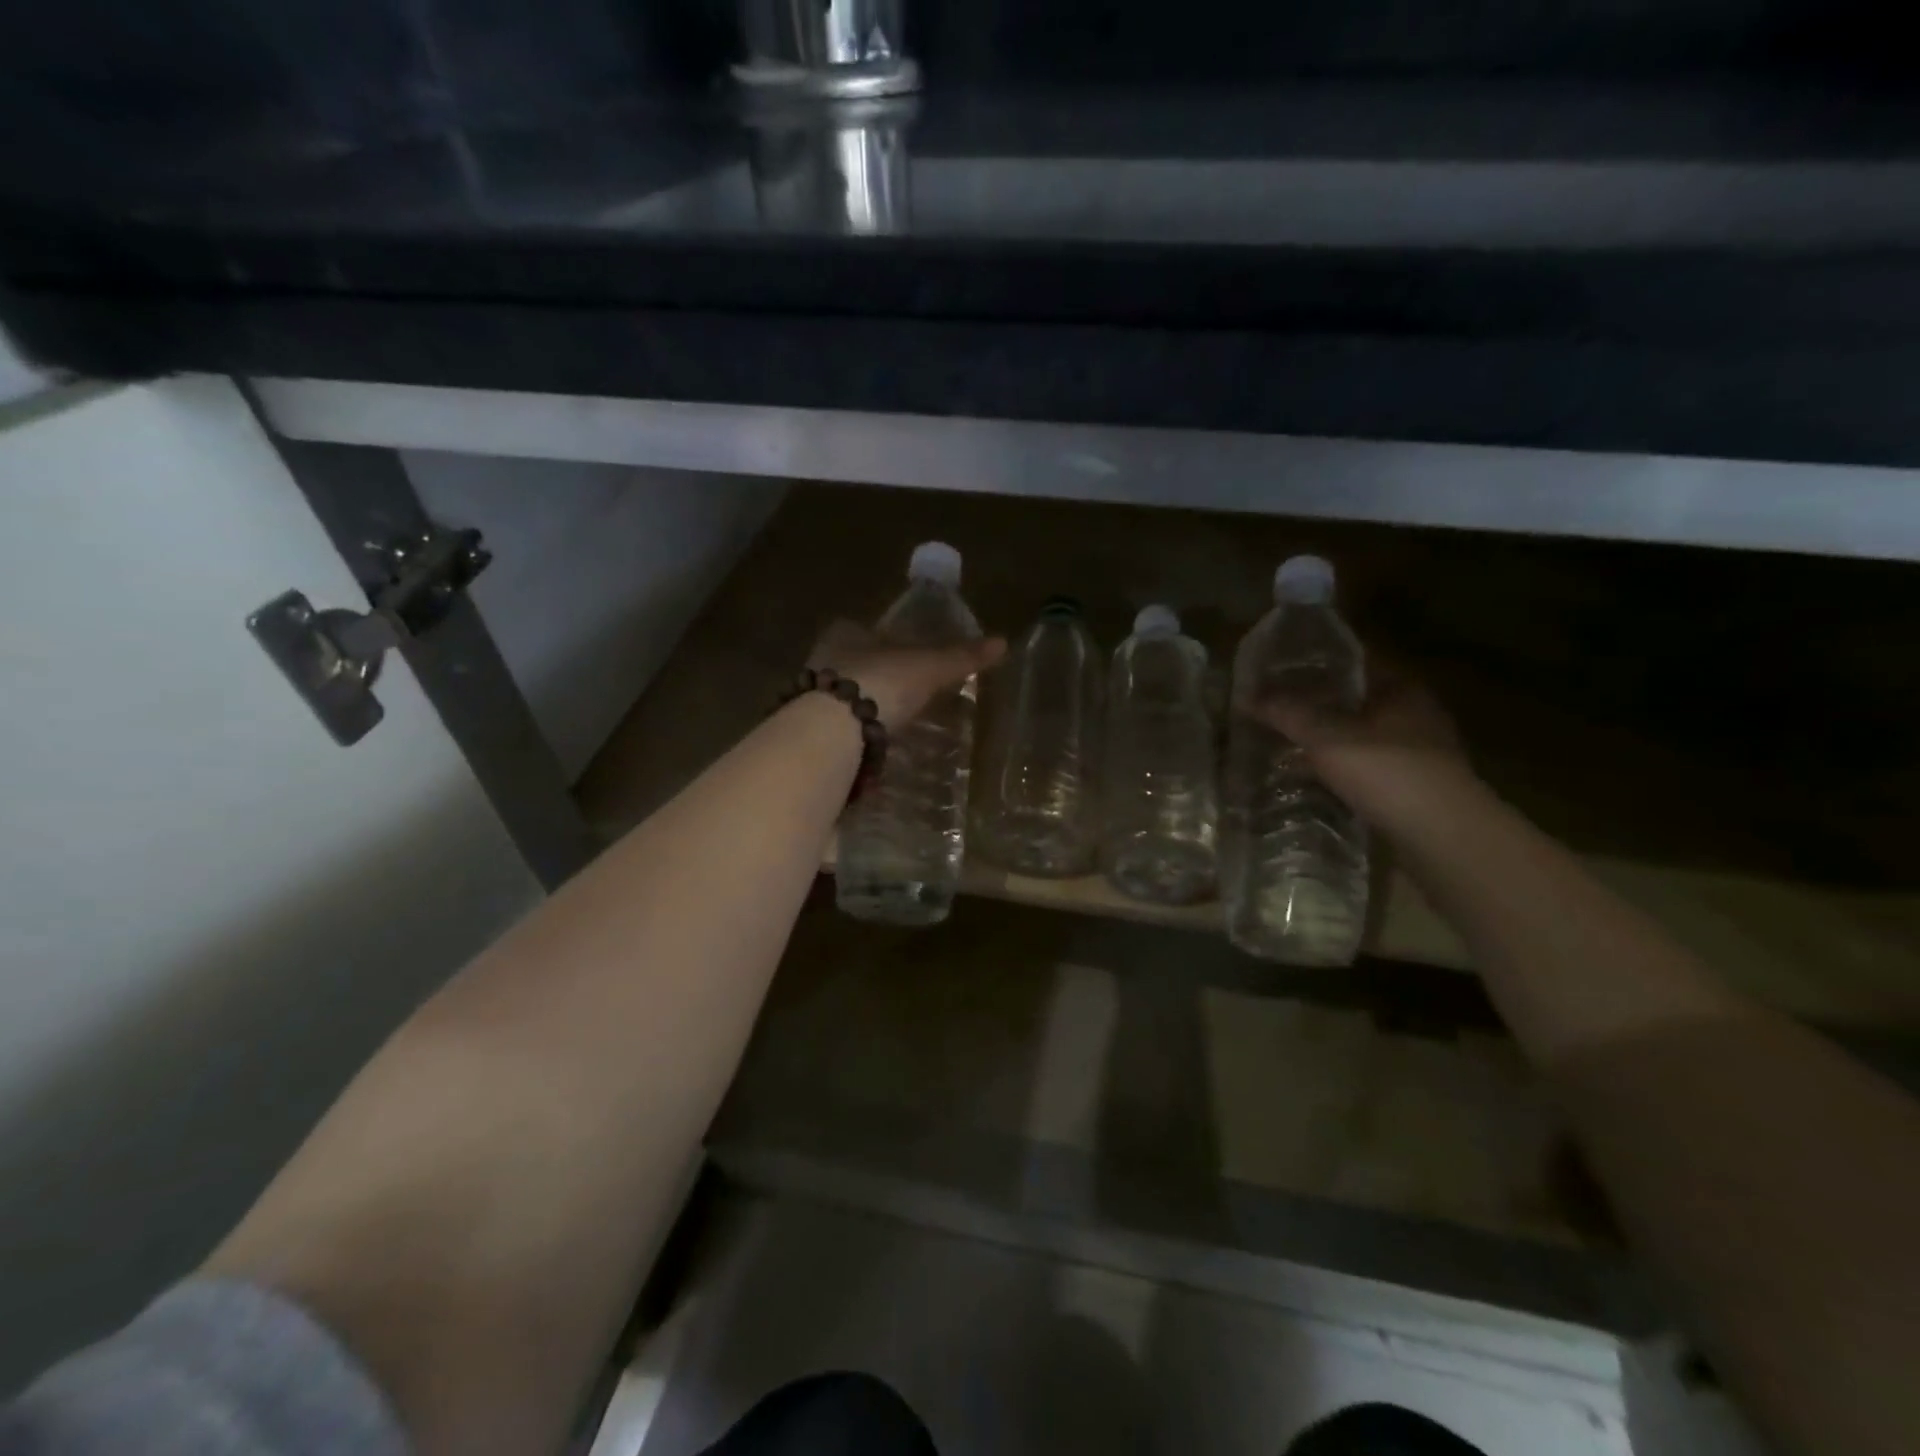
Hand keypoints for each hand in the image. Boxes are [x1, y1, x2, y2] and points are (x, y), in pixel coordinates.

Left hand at [808, 620, 1007, 730]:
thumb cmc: (882, 681)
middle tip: (899, 690)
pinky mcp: (812, 728)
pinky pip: (837, 725)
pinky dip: (854, 731)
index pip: (862, 628)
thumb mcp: (929, 667)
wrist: (836, 728)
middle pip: (852, 662)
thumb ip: (961, 657)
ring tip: (889, 719)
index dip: (882, 639)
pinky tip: (870, 742)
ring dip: (861, 704)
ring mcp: (812, 695)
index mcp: (846, 633)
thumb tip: (1002, 642)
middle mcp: (823, 658)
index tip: (901, 653)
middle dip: (873, 674)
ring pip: (842, 695)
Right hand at [1247, 654, 1476, 831]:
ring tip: (1282, 745)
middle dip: (1314, 704)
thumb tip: (1247, 694)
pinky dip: (1337, 771)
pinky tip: (1309, 780)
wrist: (1444, 839)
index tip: (1276, 668)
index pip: (1353, 662)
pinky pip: (1364, 769)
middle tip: (1271, 709)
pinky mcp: (1411, 789)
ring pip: (1358, 736)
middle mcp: (1413, 715)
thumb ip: (1288, 713)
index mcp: (1400, 690)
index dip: (1314, 661)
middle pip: (1354, 701)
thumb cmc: (1388, 772)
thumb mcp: (1328, 737)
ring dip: (1325, 741)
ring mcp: (1416, 754)